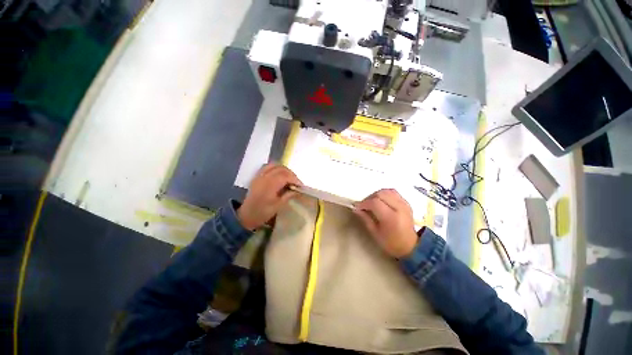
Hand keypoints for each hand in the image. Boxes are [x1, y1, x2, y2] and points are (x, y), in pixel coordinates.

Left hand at [237, 163, 302, 229]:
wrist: (246, 215)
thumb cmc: (262, 213)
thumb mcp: (277, 206)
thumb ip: (288, 196)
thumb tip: (296, 190)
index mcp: (270, 185)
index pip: (285, 176)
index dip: (295, 179)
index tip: (301, 185)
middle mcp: (264, 177)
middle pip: (281, 169)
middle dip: (291, 174)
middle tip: (296, 182)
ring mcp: (259, 176)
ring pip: (274, 165)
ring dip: (284, 169)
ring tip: (289, 177)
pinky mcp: (257, 176)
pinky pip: (267, 167)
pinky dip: (275, 168)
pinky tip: (279, 174)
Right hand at [353, 189, 417, 257]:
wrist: (411, 246)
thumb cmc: (391, 242)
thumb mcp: (375, 233)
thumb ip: (365, 218)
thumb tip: (355, 208)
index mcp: (391, 218)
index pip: (374, 203)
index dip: (364, 203)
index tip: (357, 207)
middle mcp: (399, 208)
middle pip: (380, 194)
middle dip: (369, 198)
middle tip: (364, 205)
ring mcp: (404, 204)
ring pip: (387, 191)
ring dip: (377, 194)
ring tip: (372, 202)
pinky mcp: (406, 202)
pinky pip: (393, 192)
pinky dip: (385, 194)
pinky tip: (381, 201)